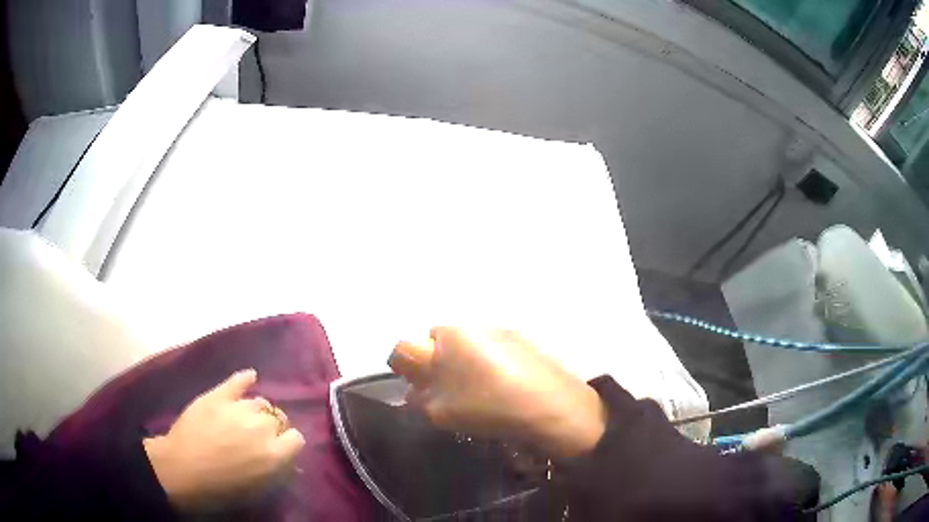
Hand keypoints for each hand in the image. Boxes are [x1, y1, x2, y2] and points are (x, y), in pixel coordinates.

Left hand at [143, 370, 304, 510]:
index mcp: (274, 454)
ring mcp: (238, 408)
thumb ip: (275, 472)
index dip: (289, 444)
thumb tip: (288, 462)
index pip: (297, 439)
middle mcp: (262, 427)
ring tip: (246, 418)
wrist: (182, 470)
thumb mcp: (257, 489)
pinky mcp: (218, 395)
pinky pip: (237, 382)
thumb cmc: (221, 488)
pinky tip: (250, 377)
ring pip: (259, 402)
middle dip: (273, 427)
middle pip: (278, 418)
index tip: (280, 449)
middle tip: (259, 437)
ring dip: (257, 410)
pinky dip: (245, 379)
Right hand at [389, 328, 605, 458]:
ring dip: (463, 360)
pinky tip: (502, 383)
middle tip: (450, 389)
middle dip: (436, 361)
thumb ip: (420, 399)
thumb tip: (415, 391)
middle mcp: (468, 327)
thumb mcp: (443, 413)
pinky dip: (487, 360)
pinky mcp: (520, 337)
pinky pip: (489, 345)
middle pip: (435, 340)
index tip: (417, 386)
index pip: (404, 348)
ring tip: (480, 388)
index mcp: (445, 341)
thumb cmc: (490, 409)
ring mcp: (497, 329)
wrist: (552, 405)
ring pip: (464, 343)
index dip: (405, 368)